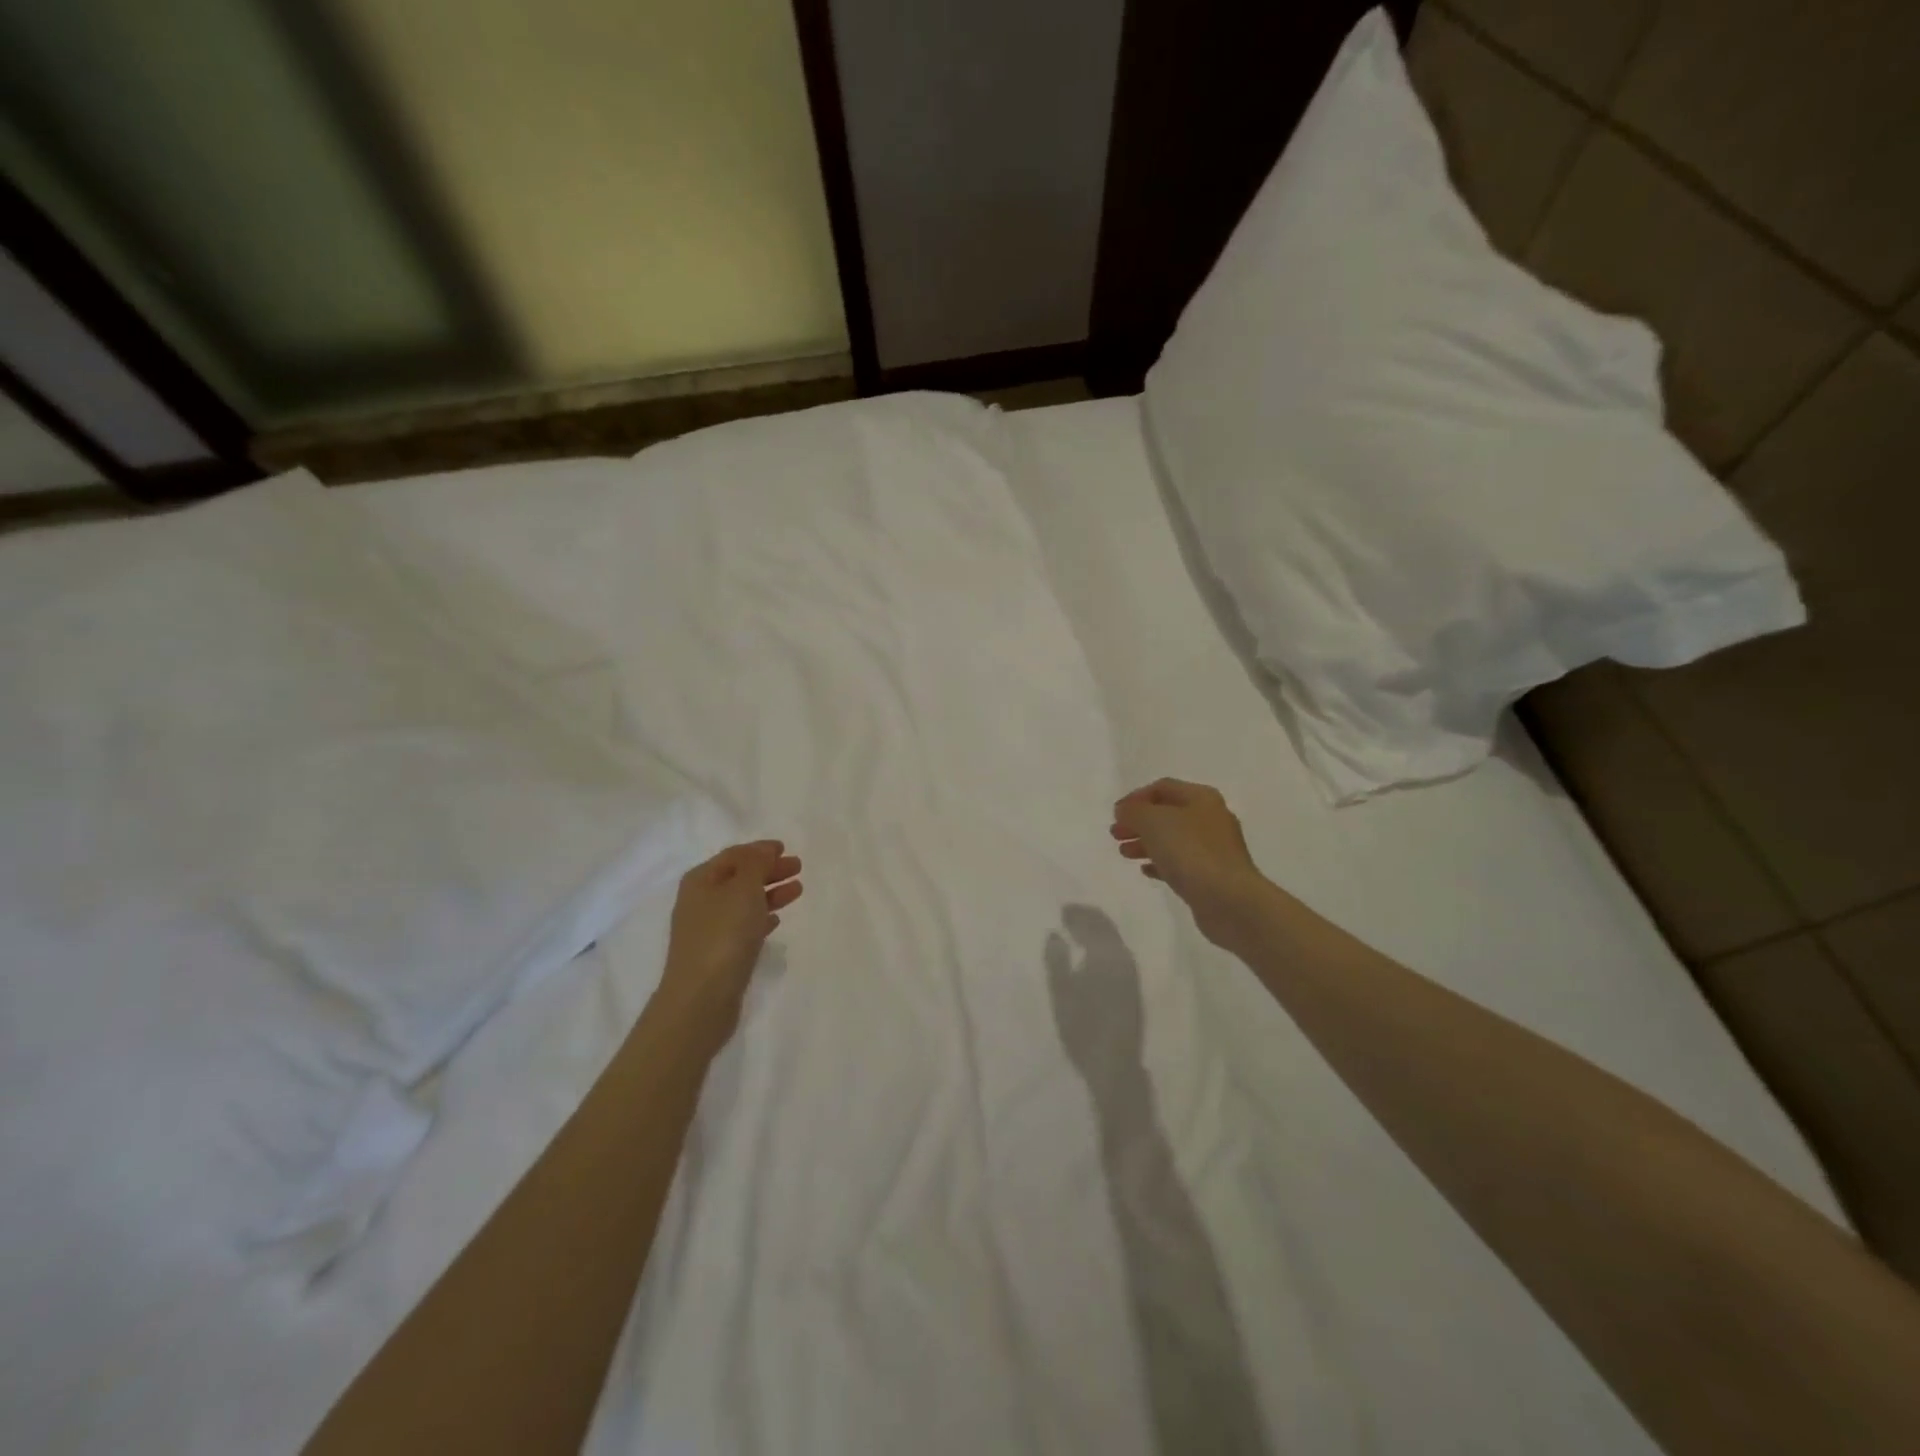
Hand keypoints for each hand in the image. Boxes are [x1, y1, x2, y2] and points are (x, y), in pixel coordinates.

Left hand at [656, 841, 802, 1042]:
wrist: (701, 998)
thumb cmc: (723, 935)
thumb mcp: (743, 888)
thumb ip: (756, 864)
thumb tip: (764, 850)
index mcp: (701, 880)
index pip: (734, 855)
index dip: (760, 850)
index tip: (785, 848)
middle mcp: (700, 901)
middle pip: (739, 877)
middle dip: (768, 870)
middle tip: (798, 868)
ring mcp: (708, 929)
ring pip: (744, 902)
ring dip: (770, 893)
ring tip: (797, 891)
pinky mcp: (718, 954)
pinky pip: (743, 926)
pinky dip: (761, 918)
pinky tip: (776, 920)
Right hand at [1045, 904, 1144, 1081]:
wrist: (1115, 1065)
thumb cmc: (1082, 1027)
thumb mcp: (1061, 992)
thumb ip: (1056, 959)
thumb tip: (1054, 934)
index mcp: (1107, 954)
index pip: (1094, 922)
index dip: (1078, 913)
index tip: (1062, 909)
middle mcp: (1124, 959)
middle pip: (1108, 928)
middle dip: (1089, 918)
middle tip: (1069, 915)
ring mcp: (1133, 975)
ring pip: (1115, 941)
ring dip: (1098, 931)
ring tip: (1079, 931)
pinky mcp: (1134, 989)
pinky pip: (1119, 954)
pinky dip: (1105, 945)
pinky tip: (1095, 954)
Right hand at [1111, 779, 1267, 950]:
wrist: (1229, 900)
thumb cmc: (1190, 852)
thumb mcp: (1153, 822)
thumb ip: (1133, 812)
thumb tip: (1124, 811)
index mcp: (1201, 798)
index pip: (1162, 787)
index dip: (1135, 797)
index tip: (1115, 814)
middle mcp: (1211, 818)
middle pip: (1167, 813)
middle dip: (1139, 822)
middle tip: (1115, 834)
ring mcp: (1214, 849)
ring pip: (1173, 839)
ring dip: (1146, 843)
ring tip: (1124, 854)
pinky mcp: (1213, 875)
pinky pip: (1182, 863)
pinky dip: (1161, 863)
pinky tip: (1146, 871)